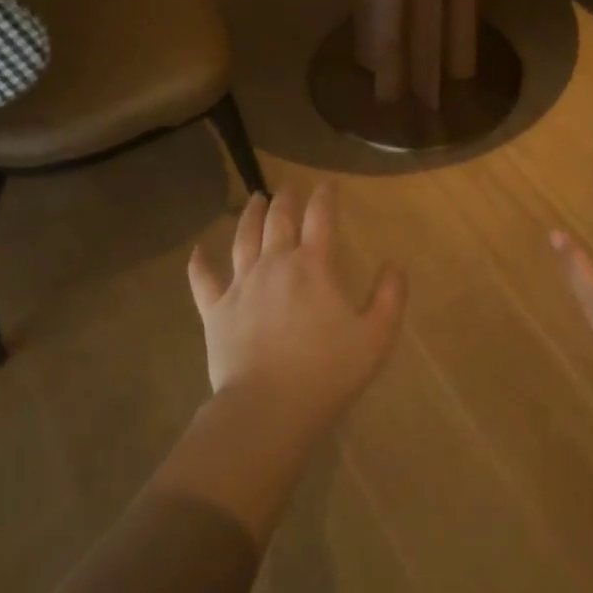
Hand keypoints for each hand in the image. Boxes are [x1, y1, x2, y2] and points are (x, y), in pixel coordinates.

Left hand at [187, 183, 407, 425]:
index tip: (327, 185)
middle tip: (289, 187)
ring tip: (254, 200)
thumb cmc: (328, 371)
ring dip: (250, 216)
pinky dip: (199, 263)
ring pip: (243, 239)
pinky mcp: (215, 311)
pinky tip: (197, 251)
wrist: (268, 408)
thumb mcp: (376, 336)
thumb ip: (390, 297)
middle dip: (286, 199)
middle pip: (279, 220)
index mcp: (313, 266)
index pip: (321, 218)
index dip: (325, 197)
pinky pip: (203, 280)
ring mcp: (240, 286)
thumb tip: (395, 263)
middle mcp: (274, 265)